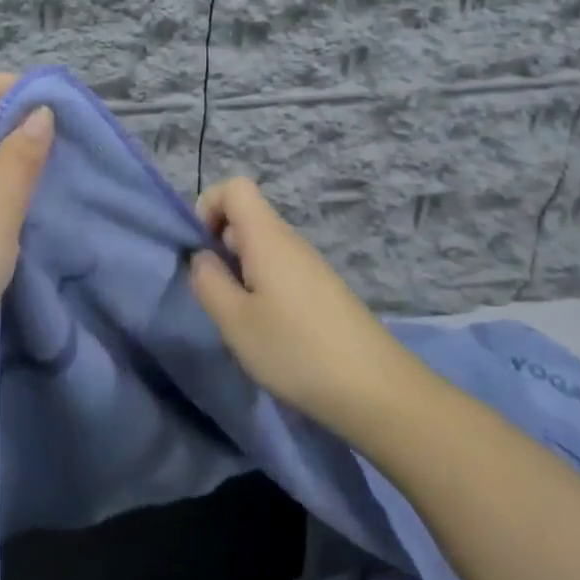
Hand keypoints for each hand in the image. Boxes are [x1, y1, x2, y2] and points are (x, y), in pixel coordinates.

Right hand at [189, 178, 407, 436]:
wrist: (377, 391)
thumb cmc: (296, 350)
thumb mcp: (235, 321)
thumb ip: (208, 282)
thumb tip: (201, 257)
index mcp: (267, 236)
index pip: (234, 187)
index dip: (208, 207)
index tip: (201, 250)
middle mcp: (290, 241)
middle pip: (246, 219)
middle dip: (220, 249)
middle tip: (218, 297)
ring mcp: (310, 266)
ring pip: (261, 249)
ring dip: (240, 275)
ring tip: (243, 322)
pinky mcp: (322, 291)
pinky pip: (280, 272)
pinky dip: (263, 291)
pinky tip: (271, 334)